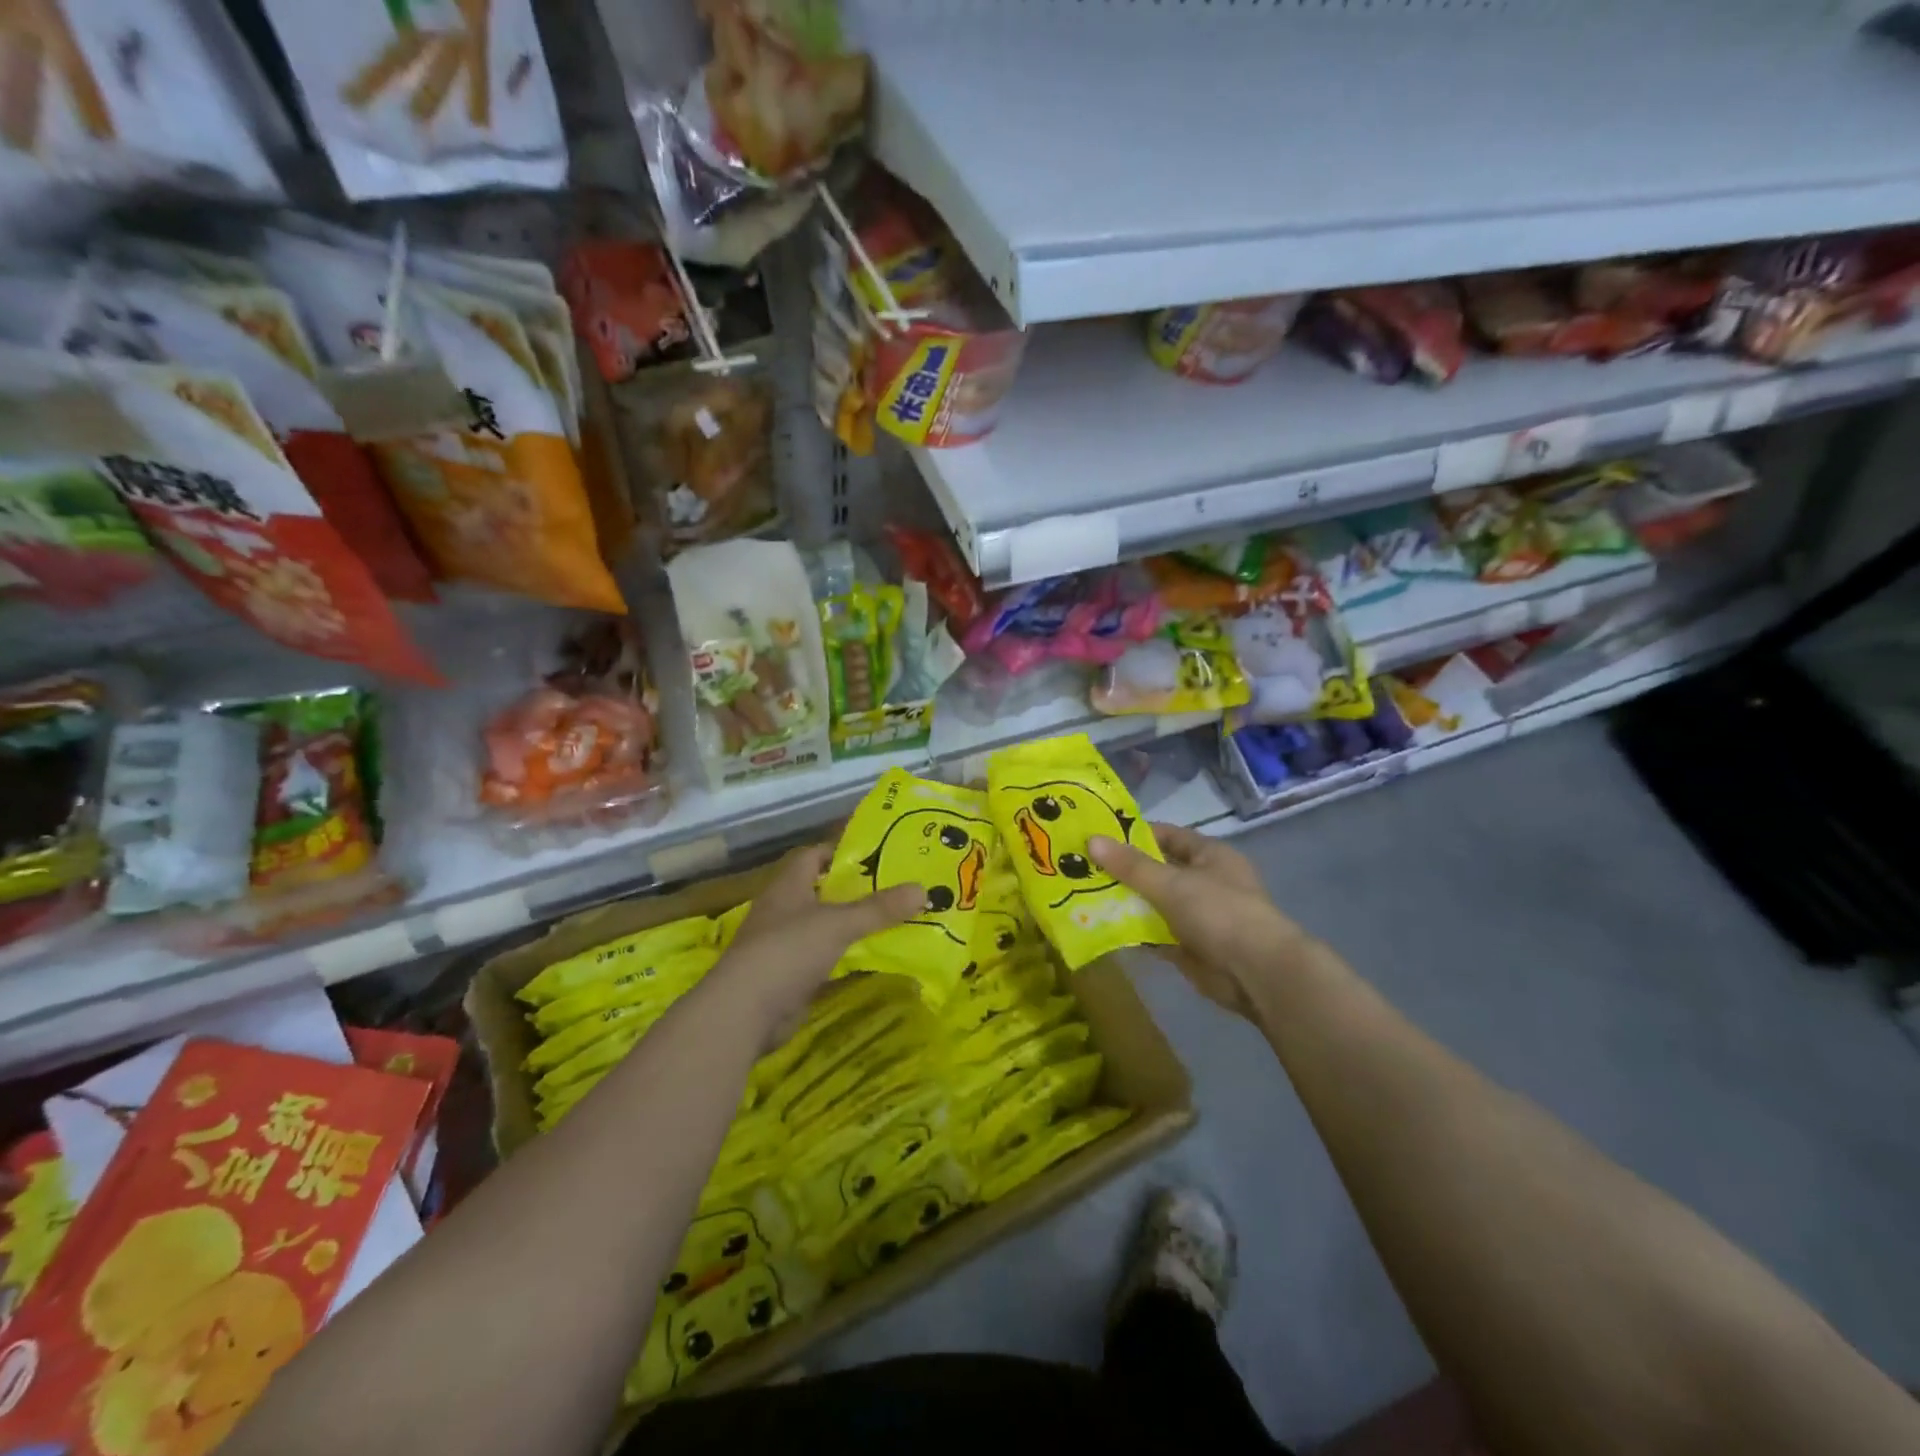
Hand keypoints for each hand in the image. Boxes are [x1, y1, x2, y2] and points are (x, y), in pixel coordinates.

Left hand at [708, 843, 925, 1045]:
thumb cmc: (788, 950)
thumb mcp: (838, 923)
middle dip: (856, 891)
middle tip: (896, 888)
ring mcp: (785, 946)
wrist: (744, 1012)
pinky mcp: (790, 977)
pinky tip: (875, 959)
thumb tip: (923, 889)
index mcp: (789, 886)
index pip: (813, 856)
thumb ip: (879, 908)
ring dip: (853, 926)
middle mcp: (784, 910)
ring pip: (825, 928)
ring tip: (895, 921)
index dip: (840, 852)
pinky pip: (825, 960)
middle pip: (823, 892)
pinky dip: (847, 959)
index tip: (876, 854)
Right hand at [1089, 823, 1311, 1023]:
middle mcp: (1204, 881)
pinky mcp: (1189, 945)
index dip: (1133, 835)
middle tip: (1081, 867)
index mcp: (1209, 855)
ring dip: (1125, 902)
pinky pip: (1155, 933)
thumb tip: (1091, 840)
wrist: (1256, 973)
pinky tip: (1101, 927)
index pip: (1166, 836)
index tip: (1097, 837)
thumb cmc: (1219, 913)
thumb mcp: (1171, 883)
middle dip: (1122, 870)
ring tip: (1081, 895)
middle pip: (1156, 870)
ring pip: (1153, 903)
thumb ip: (1131, 865)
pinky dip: (1133, 931)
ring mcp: (1197, 915)